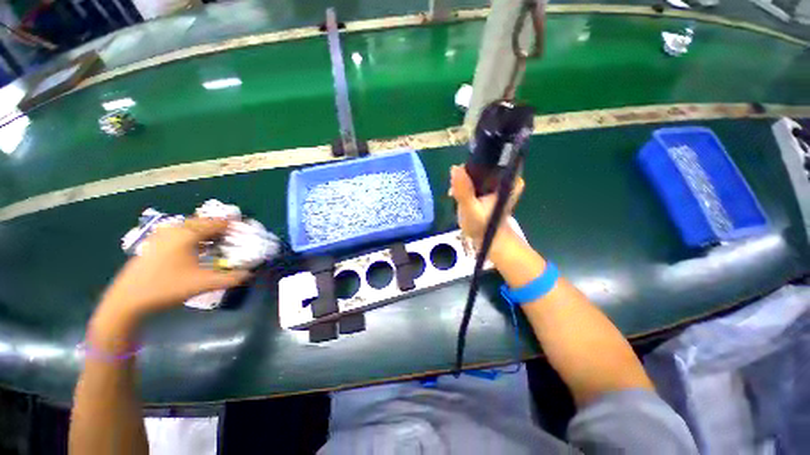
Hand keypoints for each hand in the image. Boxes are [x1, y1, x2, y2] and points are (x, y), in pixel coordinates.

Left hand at [99, 218, 250, 323]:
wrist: (127, 300)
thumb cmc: (167, 288)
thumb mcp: (203, 284)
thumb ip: (230, 278)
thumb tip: (249, 274)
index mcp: (187, 234)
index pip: (216, 223)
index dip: (233, 225)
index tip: (246, 230)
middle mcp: (174, 230)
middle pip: (203, 222)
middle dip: (220, 227)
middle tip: (234, 236)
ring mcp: (161, 236)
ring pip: (190, 227)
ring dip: (207, 232)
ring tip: (219, 241)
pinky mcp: (155, 244)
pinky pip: (180, 233)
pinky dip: (193, 236)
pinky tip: (198, 248)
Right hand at [449, 165, 523, 246]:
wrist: (488, 240)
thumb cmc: (482, 227)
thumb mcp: (470, 209)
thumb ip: (463, 189)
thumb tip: (454, 168)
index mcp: (510, 180)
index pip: (492, 158)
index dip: (473, 164)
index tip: (461, 179)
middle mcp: (508, 176)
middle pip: (483, 163)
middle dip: (466, 174)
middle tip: (456, 190)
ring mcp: (500, 181)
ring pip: (478, 170)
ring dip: (464, 179)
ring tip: (456, 193)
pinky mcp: (492, 186)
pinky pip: (476, 177)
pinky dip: (466, 183)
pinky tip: (459, 194)